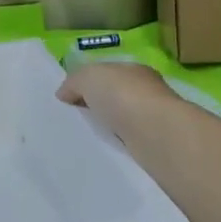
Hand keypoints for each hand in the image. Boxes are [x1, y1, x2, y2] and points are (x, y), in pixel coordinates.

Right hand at [57, 62, 175, 146]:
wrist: (157, 134)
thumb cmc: (123, 95)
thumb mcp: (88, 77)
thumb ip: (74, 81)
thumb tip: (63, 94)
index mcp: (133, 70)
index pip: (107, 74)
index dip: (87, 84)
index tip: (68, 100)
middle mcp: (147, 92)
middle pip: (114, 98)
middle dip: (96, 107)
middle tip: (72, 121)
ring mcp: (153, 120)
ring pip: (122, 122)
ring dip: (107, 129)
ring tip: (83, 139)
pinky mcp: (155, 146)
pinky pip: (128, 144)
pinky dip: (116, 146)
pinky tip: (102, 151)